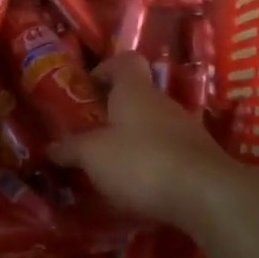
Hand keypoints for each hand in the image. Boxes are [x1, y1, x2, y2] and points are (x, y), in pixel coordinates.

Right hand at [50, 53, 241, 224]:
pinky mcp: (200, 159)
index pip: (125, 61)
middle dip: (114, 112)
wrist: (206, 196)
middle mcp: (163, 103)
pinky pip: (169, 152)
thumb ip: (70, 149)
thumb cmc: (140, 162)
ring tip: (112, 166)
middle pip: (138, 96)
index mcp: (135, 92)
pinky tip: (140, 187)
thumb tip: (51, 147)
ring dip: (134, 140)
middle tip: (91, 133)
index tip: (88, 87)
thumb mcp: (93, 156)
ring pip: (154, 126)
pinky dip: (153, 163)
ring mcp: (187, 131)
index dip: (106, 68)